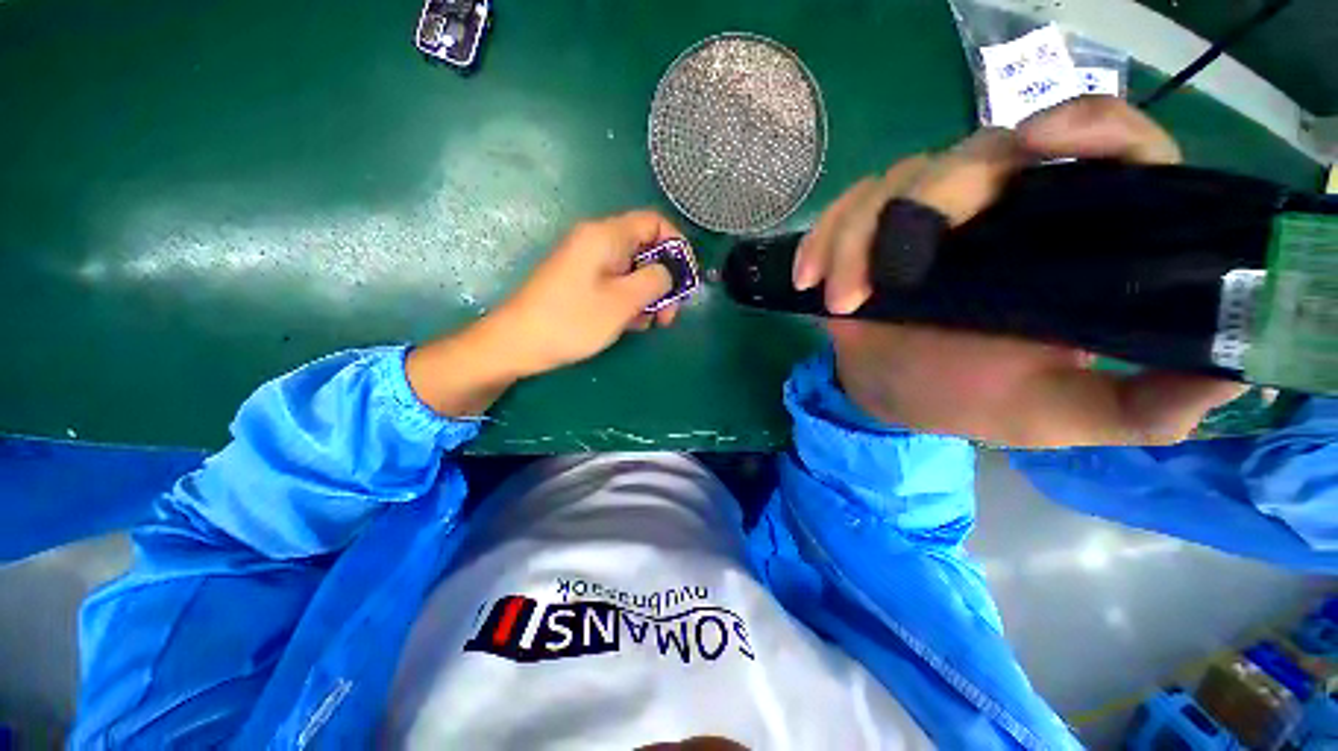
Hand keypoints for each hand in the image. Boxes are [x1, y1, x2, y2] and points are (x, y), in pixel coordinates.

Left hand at [491, 209, 685, 376]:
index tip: (686, 278)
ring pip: (632, 271)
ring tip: (651, 324)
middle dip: (664, 280)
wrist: (518, 343)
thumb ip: (655, 280)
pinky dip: (629, 301)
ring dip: (648, 296)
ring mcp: (588, 263)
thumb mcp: (623, 301)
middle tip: (669, 314)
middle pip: (646, 250)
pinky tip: (632, 325)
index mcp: (606, 235)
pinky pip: (616, 284)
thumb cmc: (573, 320)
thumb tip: (668, 272)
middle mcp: (597, 242)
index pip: (654, 222)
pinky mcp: (582, 282)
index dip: (677, 246)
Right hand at [795, 96, 1246, 446]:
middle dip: (927, 204)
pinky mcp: (871, 230)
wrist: (891, 397)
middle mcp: (1005, 207)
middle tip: (888, 279)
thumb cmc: (971, 400)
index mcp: (1070, 239)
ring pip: (898, 178)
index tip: (1042, 142)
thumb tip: (1226, 378)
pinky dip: (822, 240)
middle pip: (981, 152)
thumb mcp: (1060, 415)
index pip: (1111, 149)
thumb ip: (1140, 408)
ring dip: (857, 238)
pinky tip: (810, 279)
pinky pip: (845, 210)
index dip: (1088, 127)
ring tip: (842, 302)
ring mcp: (929, 214)